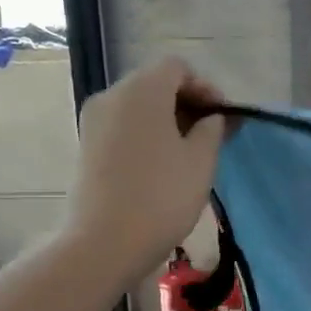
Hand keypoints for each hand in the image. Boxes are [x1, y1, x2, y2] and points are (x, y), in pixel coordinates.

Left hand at [69, 58, 225, 278]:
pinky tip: (162, 164)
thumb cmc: (162, 197)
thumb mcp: (201, 161)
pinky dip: (146, 134)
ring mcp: (94, 121)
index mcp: (142, 91)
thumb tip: (211, 117)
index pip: (177, 68)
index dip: (205, 87)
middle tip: (211, 134)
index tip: (223, 117)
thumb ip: (212, 129)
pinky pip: (123, 126)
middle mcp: (112, 96)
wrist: (105, 243)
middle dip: (186, 102)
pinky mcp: (86, 146)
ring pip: (137, 106)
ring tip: (189, 152)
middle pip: (155, 83)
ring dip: (166, 120)